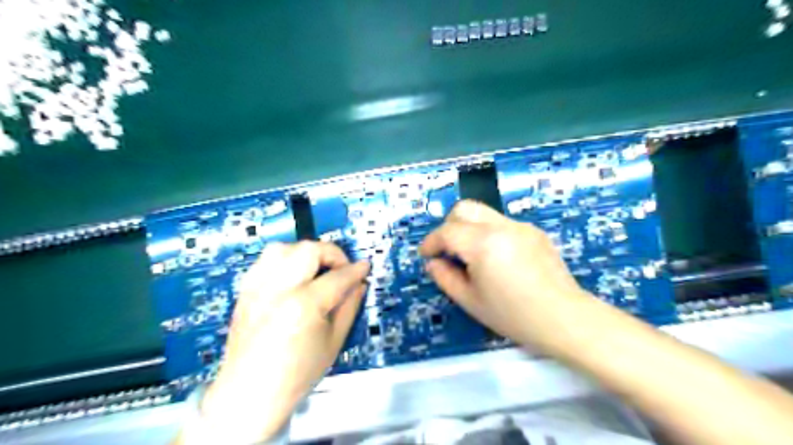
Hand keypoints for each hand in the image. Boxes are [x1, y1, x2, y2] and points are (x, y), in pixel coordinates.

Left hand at [189, 241, 369, 442]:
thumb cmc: (297, 374)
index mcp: (303, 306)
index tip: (365, 267)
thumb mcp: (334, 341)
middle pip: (308, 250)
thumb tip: (359, 283)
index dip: (356, 270)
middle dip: (332, 253)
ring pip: (283, 248)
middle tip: (340, 269)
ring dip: (305, 253)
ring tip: (315, 269)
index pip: (337, 276)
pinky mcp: (245, 291)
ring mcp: (257, 288)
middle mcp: (278, 289)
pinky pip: (265, 260)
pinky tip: (293, 276)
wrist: (249, 393)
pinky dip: (284, 260)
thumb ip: (349, 306)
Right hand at [418, 201, 590, 349]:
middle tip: (448, 250)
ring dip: (469, 228)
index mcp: (483, 244)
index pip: (447, 231)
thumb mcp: (471, 301)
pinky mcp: (534, 231)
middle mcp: (501, 226)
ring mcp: (520, 226)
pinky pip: (502, 223)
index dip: (431, 242)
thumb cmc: (513, 315)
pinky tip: (498, 259)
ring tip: (472, 256)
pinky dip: (489, 233)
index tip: (426, 255)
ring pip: (483, 214)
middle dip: (448, 225)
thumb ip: (445, 277)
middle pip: (464, 208)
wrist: (565, 318)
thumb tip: (434, 262)